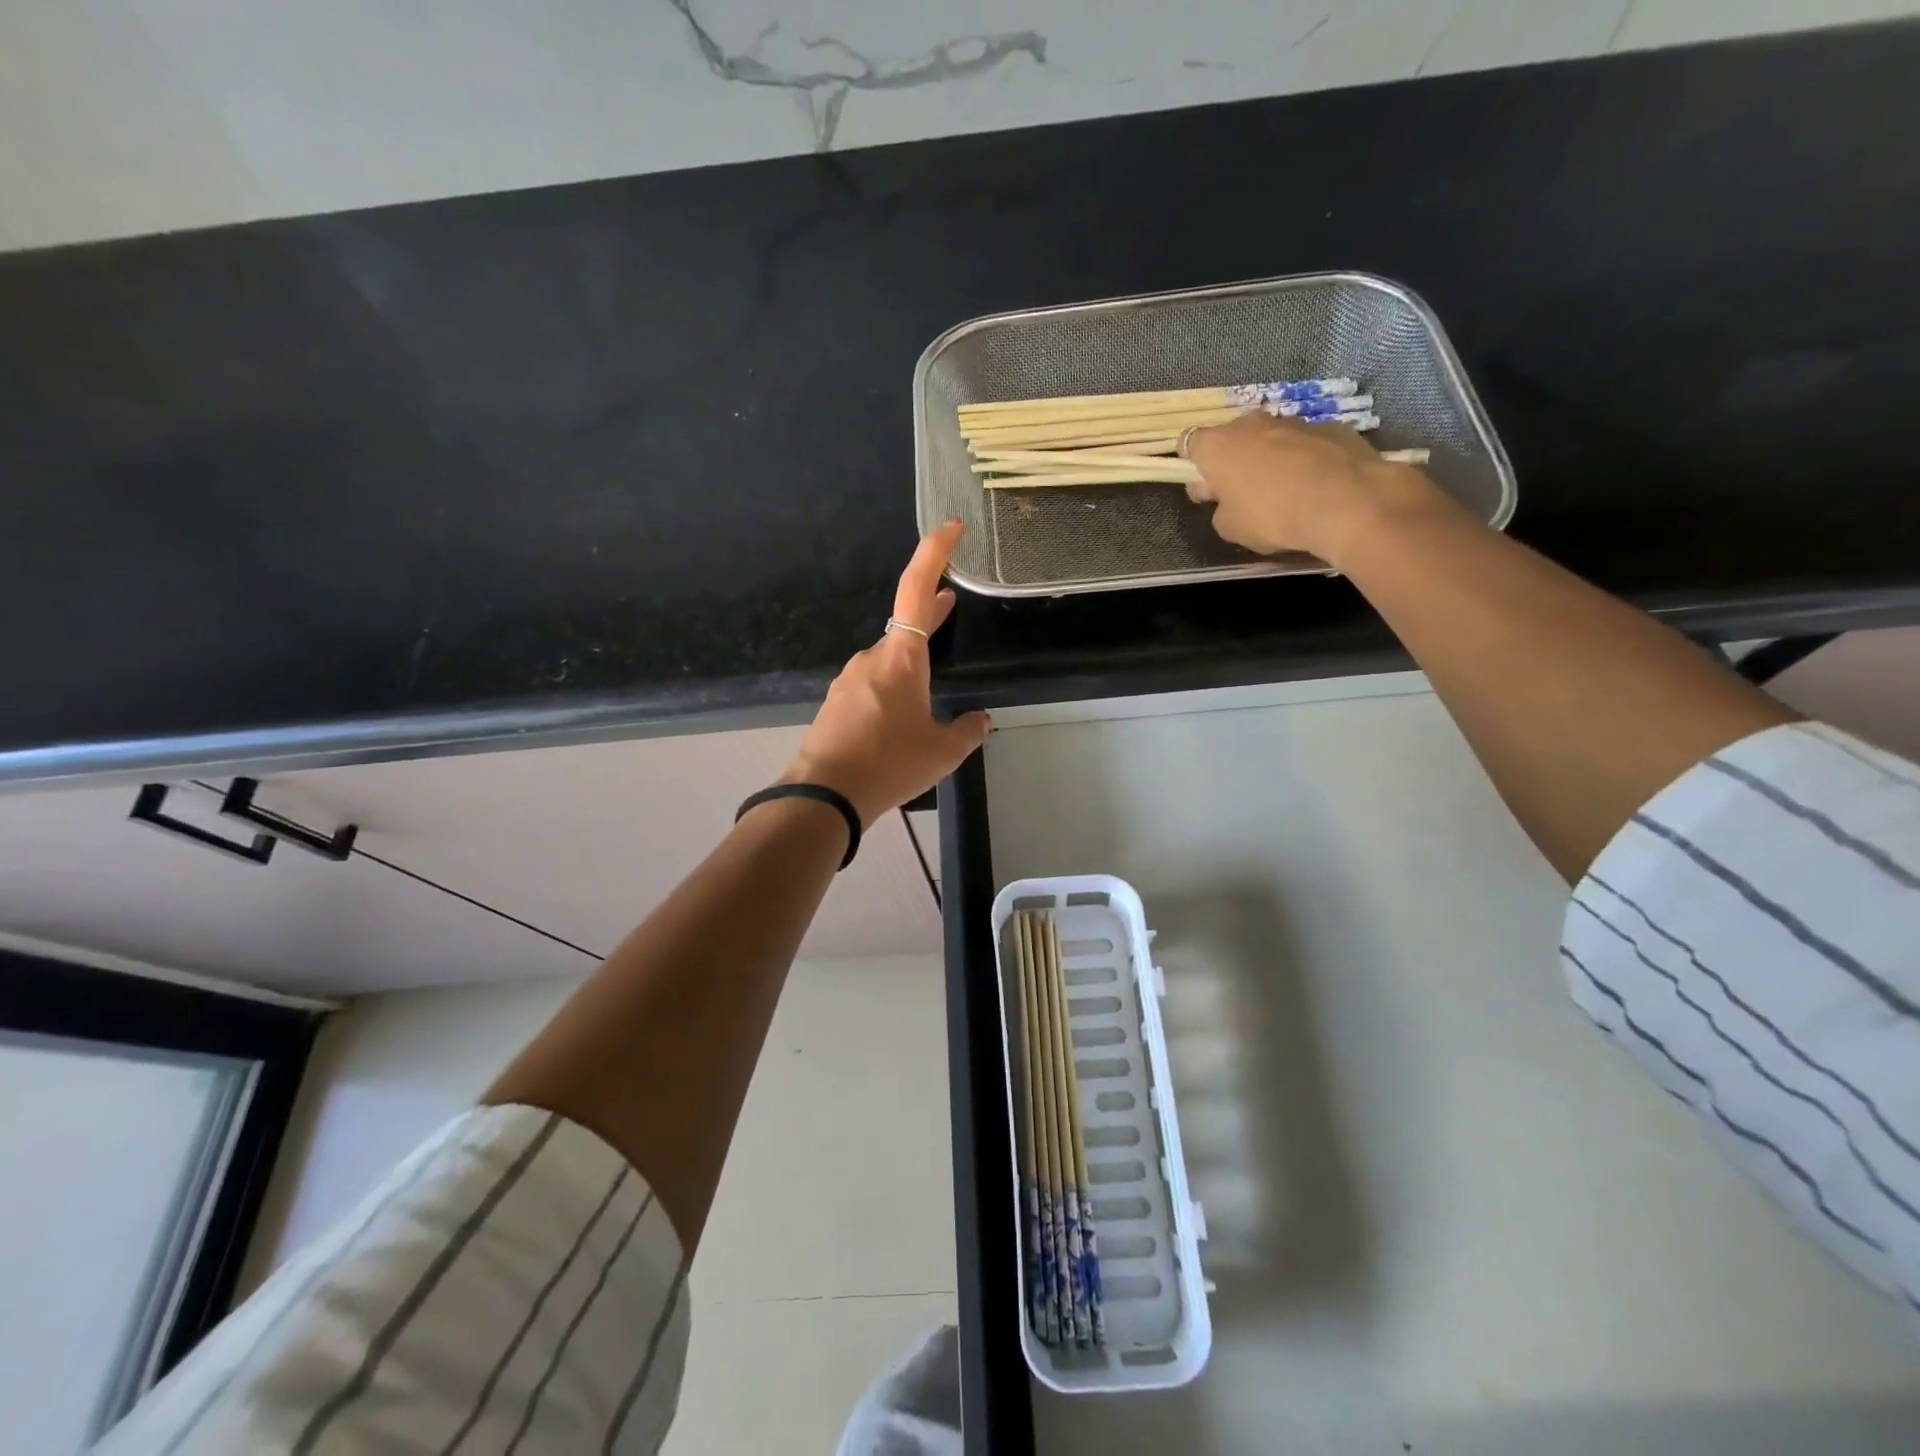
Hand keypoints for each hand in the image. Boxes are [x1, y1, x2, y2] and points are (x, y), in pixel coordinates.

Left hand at [781, 521, 990, 825]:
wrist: (824, 796)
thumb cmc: (890, 763)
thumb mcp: (943, 751)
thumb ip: (968, 731)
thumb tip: (981, 720)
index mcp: (901, 658)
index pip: (916, 589)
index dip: (934, 553)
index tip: (951, 528)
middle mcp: (872, 658)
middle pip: (905, 625)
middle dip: (930, 613)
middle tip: (951, 601)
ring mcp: (850, 680)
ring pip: (889, 660)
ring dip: (912, 661)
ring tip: (932, 684)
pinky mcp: (838, 703)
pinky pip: (872, 684)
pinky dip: (893, 686)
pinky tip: (901, 717)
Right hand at [1183, 413, 1447, 564]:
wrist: (1345, 502)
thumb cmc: (1272, 516)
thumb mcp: (1230, 528)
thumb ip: (1221, 510)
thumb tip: (1228, 502)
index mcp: (1218, 446)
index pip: (1189, 443)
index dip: (1192, 464)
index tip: (1203, 486)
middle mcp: (1251, 424)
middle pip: (1232, 437)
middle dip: (1233, 459)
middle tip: (1241, 492)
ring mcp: (1293, 422)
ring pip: (1270, 438)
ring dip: (1270, 458)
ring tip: (1283, 491)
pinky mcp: (1331, 427)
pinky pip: (1306, 444)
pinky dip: (1305, 459)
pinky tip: (1316, 486)